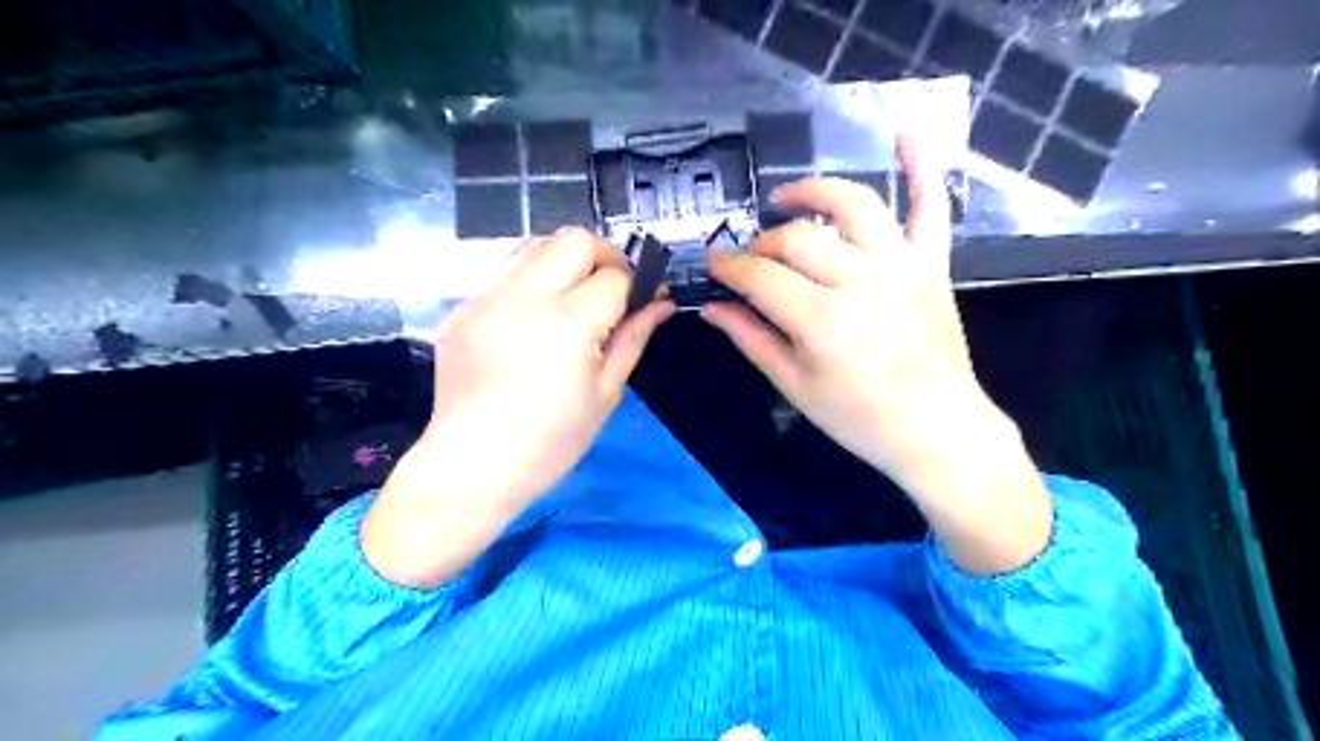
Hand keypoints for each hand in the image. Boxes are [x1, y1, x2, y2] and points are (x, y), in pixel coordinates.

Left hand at [358, 229, 669, 587]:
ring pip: (536, 244)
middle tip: (612, 290)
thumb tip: (662, 303)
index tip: (646, 298)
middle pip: (575, 239)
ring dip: (566, 261)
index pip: (615, 276)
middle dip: (604, 256)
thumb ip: (634, 338)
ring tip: (574, 298)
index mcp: (568, 324)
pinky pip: (505, 273)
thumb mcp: (605, 393)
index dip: (638, 283)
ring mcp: (485, 298)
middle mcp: (524, 297)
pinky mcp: (462, 307)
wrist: (471, 466)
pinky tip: (535, 318)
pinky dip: (532, 281)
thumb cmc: (550, 442)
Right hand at [700, 137, 1054, 571]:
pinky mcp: (932, 264)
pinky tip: (906, 132)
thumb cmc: (860, 418)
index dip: (727, 266)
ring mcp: (901, 266)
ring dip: (813, 191)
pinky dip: (922, 166)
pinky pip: (931, 206)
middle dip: (761, 244)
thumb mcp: (795, 387)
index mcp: (822, 321)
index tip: (711, 263)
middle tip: (749, 260)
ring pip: (852, 206)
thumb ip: (751, 339)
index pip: (760, 276)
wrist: (937, 429)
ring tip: (787, 198)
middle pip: (796, 239)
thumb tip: (710, 308)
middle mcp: (860, 281)